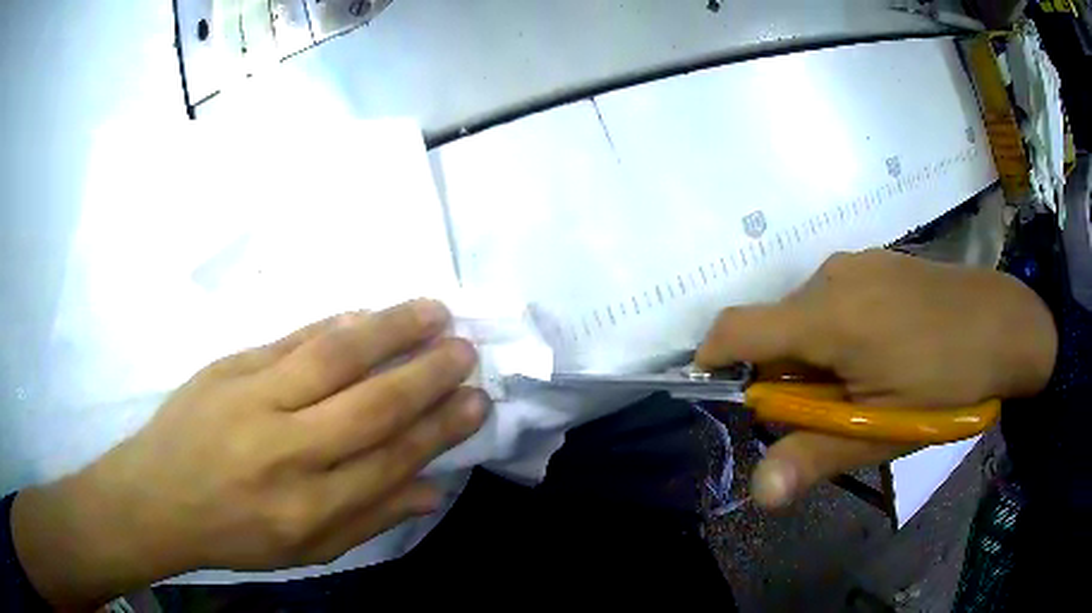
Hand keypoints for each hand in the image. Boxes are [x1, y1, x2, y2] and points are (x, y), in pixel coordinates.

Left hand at [12, 300, 485, 608]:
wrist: (157, 496)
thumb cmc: (235, 534)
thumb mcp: (307, 551)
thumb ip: (370, 518)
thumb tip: (432, 488)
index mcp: (309, 507)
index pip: (391, 459)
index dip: (439, 428)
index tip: (476, 400)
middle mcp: (287, 451)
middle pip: (370, 404)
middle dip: (427, 373)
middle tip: (466, 349)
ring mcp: (253, 399)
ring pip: (334, 355)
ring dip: (390, 329)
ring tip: (433, 309)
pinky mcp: (229, 367)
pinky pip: (292, 338)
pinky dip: (336, 323)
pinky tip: (367, 313)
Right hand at [696, 250, 1056, 509]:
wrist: (1007, 324)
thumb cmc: (948, 381)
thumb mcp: (885, 429)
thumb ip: (817, 455)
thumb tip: (759, 493)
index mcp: (828, 315)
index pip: (738, 328)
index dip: (713, 358)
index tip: (719, 390)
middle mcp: (832, 276)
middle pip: (776, 328)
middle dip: (784, 374)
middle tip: (830, 410)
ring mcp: (859, 262)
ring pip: (807, 314)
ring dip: (814, 354)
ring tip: (863, 382)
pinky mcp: (879, 261)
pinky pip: (836, 297)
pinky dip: (838, 330)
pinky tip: (884, 349)